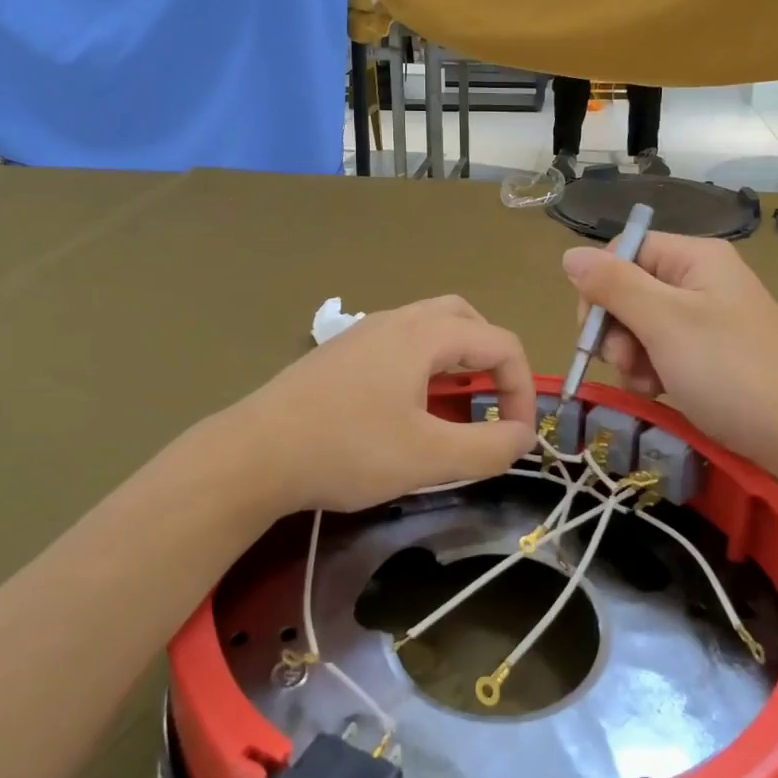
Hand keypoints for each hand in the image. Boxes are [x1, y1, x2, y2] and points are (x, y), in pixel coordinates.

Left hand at [235, 297, 536, 514]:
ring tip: (457, 404)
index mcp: (423, 335)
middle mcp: (394, 321)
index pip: (500, 343)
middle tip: (493, 401)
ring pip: (428, 328)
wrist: (253, 454)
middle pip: (465, 319)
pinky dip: (424, 365)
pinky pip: (398, 344)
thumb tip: (524, 436)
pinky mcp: (339, 355)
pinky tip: (407, 406)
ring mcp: (361, 334)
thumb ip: (489, 447)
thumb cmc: (346, 451)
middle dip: (491, 358)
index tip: (519, 436)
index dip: (522, 388)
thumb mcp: (429, 458)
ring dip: (456, 359)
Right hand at [562, 235, 777, 464]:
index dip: (601, 288)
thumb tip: (570, 254)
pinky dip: (650, 370)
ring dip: (630, 356)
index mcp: (695, 258)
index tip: (595, 330)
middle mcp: (700, 279)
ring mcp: (706, 317)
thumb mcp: (663, 322)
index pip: (624, 252)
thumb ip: (613, 285)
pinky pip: (661, 349)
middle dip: (616, 329)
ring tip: (646, 383)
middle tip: (623, 362)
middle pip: (629, 289)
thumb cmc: (727, 370)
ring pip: (639, 324)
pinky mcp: (708, 352)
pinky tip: (658, 391)